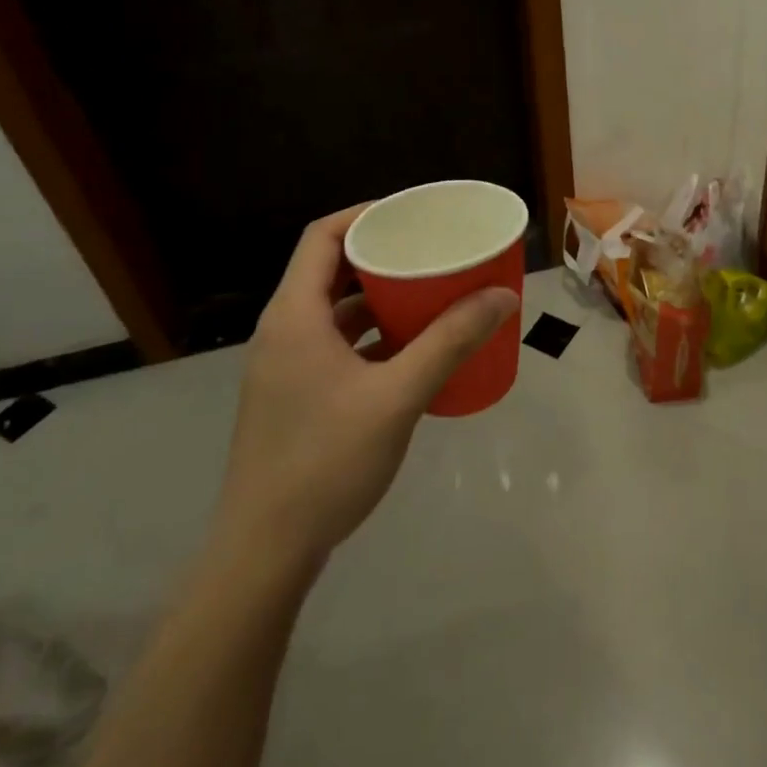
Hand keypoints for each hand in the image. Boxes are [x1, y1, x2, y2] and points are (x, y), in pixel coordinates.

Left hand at [210, 205, 518, 568]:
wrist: (264, 551)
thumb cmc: (326, 461)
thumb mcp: (398, 396)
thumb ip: (450, 342)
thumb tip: (502, 296)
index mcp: (294, 315)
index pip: (323, 237)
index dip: (365, 215)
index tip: (412, 214)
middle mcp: (281, 331)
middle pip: (328, 270)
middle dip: (380, 255)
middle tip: (430, 251)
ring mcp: (283, 366)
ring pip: (332, 311)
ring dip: (376, 298)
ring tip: (427, 293)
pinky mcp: (291, 395)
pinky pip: (332, 344)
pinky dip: (367, 335)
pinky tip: (407, 349)